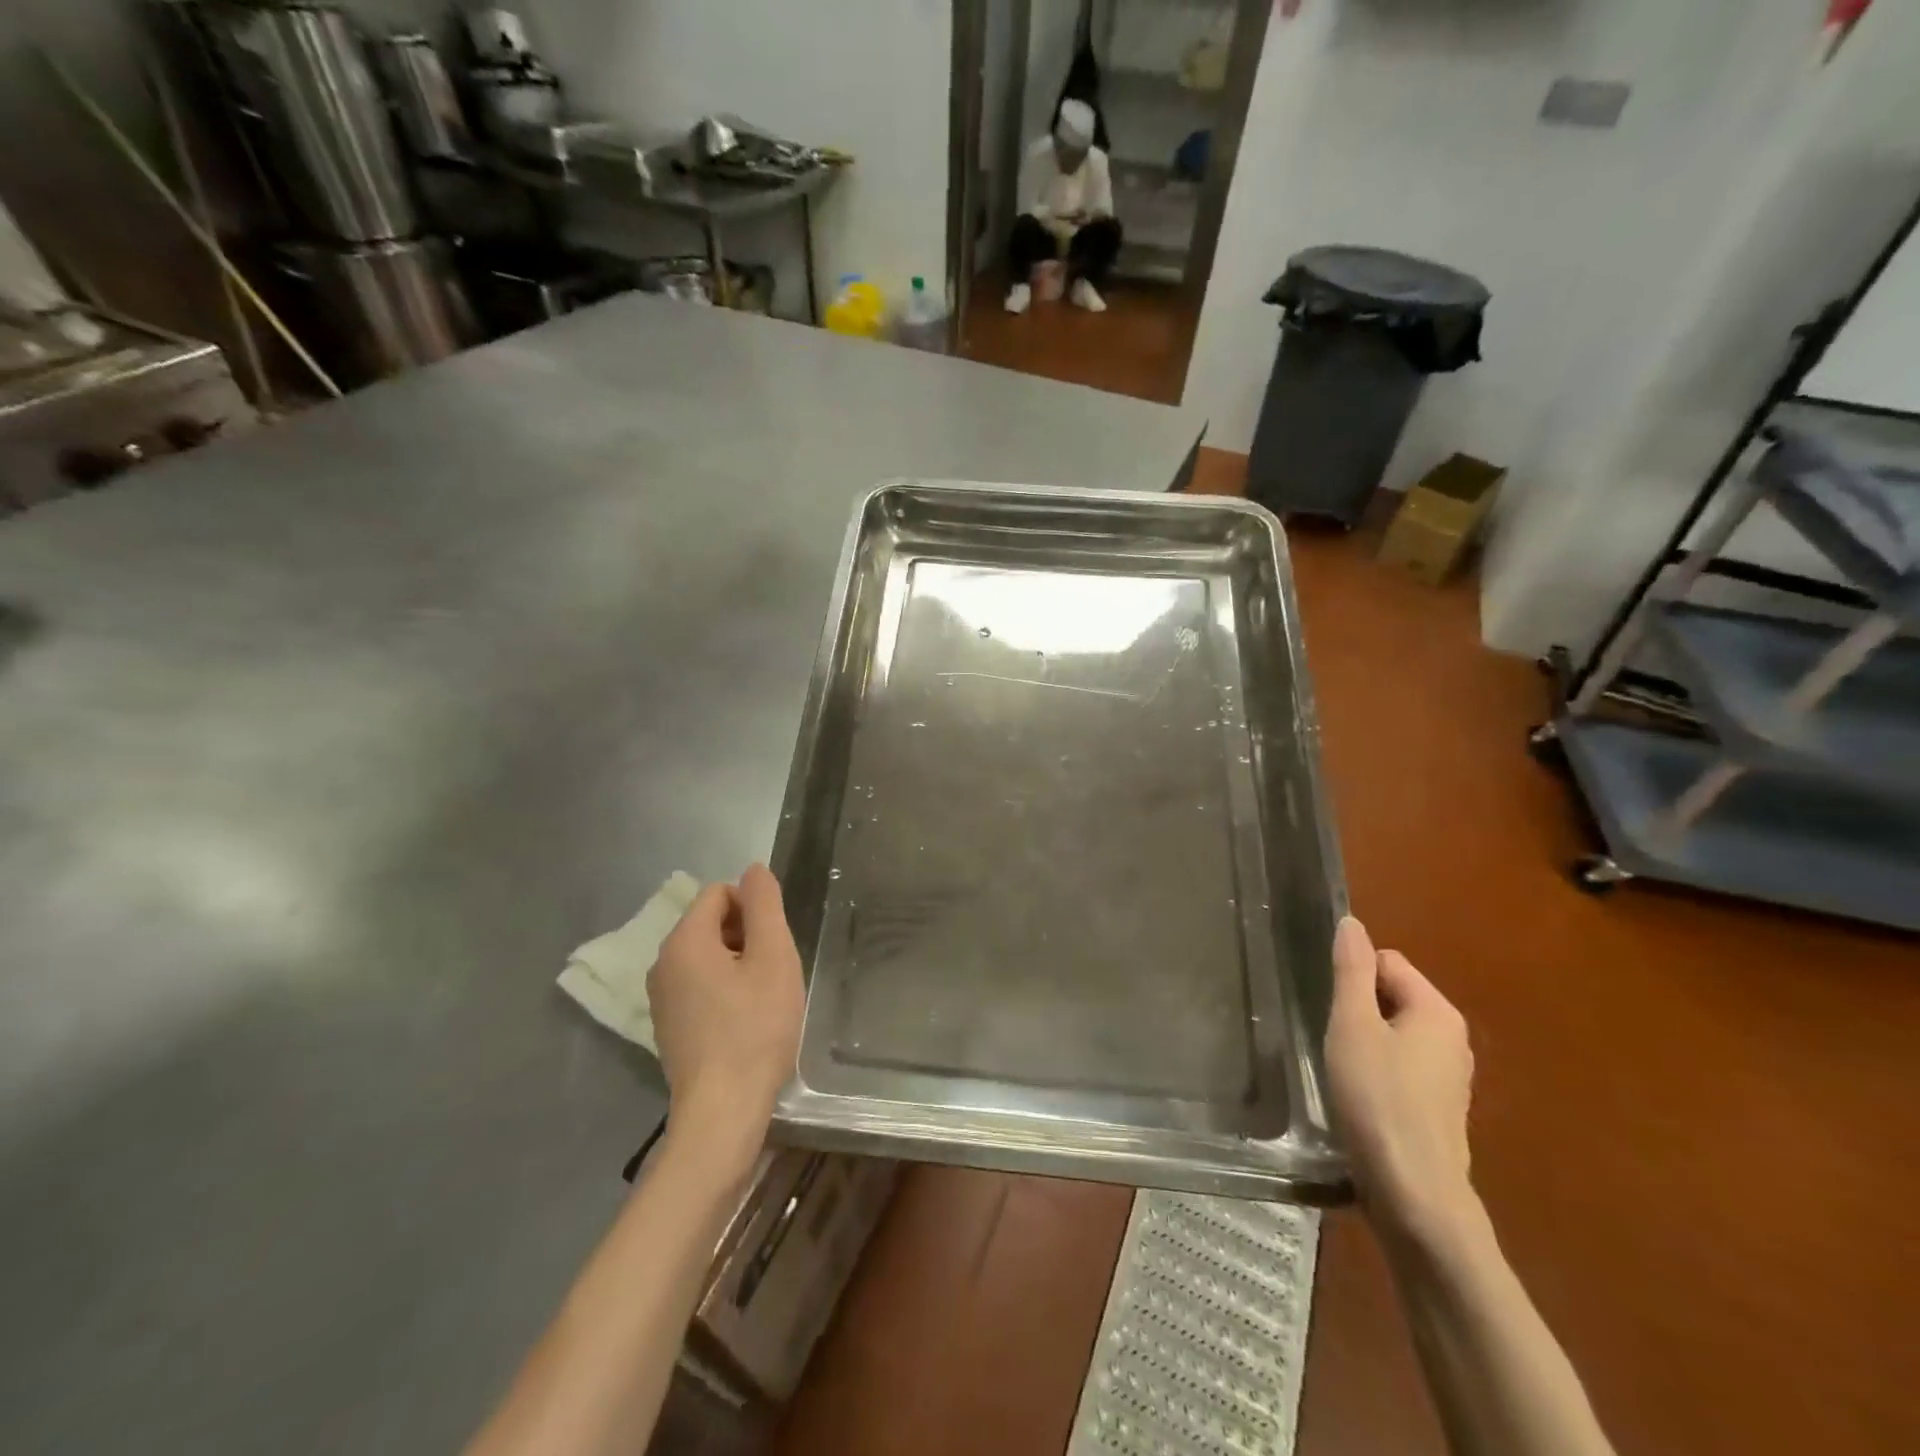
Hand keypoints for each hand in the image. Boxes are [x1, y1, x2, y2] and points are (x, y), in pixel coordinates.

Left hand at [648, 864, 804, 1155]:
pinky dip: (723, 989)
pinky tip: (744, 1020)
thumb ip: (764, 906)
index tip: (773, 945)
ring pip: (706, 955)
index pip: (719, 893)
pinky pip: (698, 984)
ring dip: (738, 963)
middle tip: (772, 972)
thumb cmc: (754, 1028)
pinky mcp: (668, 1025)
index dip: (753, 909)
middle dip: (746, 935)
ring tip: (762, 998)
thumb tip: (753, 870)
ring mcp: (661, 997)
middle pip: (710, 922)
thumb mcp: (773, 958)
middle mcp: (662, 963)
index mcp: (684, 941)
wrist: (723, 1111)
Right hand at [1325, 917, 1475, 1250]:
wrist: (1414, 1195)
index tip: (1336, 1016)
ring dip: (1365, 1046)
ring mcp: (1450, 1078)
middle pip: (1391, 996)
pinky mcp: (1438, 1110)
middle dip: (1359, 1013)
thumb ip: (1351, 970)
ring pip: (1393, 1035)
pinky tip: (1362, 1102)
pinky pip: (1401, 1068)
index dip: (1353, 981)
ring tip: (1346, 1076)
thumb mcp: (1353, 1025)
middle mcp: (1453, 1039)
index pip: (1386, 962)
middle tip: (1338, 1046)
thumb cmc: (1379, 1099)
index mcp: (1438, 1012)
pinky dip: (1378, 1076)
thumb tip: (1352, 922)